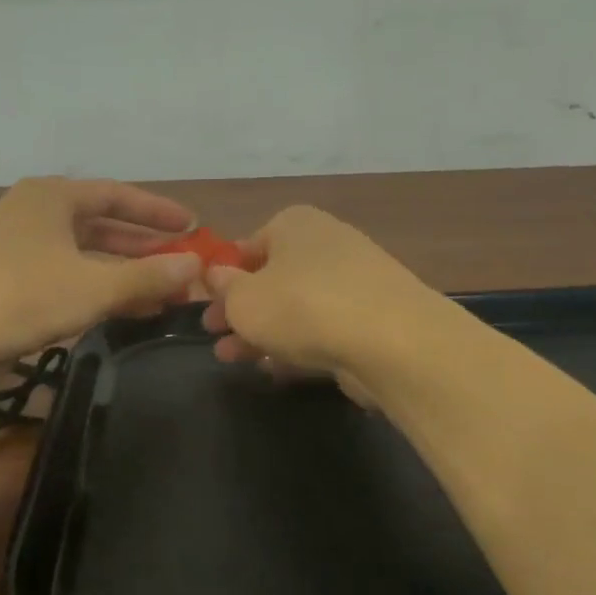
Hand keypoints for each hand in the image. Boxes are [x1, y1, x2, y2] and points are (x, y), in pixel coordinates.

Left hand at [0, 178, 204, 364]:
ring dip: (123, 272)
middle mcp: (34, 214)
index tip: (192, 225)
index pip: (117, 195)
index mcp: (51, 197)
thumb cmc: (20, 297)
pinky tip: (125, 310)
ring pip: (85, 255)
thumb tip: (196, 265)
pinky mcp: (9, 281)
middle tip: (182, 262)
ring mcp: (18, 248)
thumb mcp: (92, 286)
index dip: (158, 211)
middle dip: (144, 246)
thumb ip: (146, 276)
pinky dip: (98, 289)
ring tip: (164, 292)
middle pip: (102, 224)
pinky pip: (67, 276)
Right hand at [201, 205, 431, 401]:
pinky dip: (296, 346)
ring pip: (295, 307)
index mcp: (294, 224)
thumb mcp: (244, 299)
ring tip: (233, 359)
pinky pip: (322, 330)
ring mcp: (353, 282)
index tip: (204, 304)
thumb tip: (218, 277)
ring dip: (262, 332)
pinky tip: (273, 369)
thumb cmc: (302, 306)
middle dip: (239, 309)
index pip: (247, 244)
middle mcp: (326, 244)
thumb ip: (225, 289)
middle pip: (271, 278)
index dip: (222, 275)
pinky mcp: (371, 320)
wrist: (391, 341)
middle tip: (213, 335)